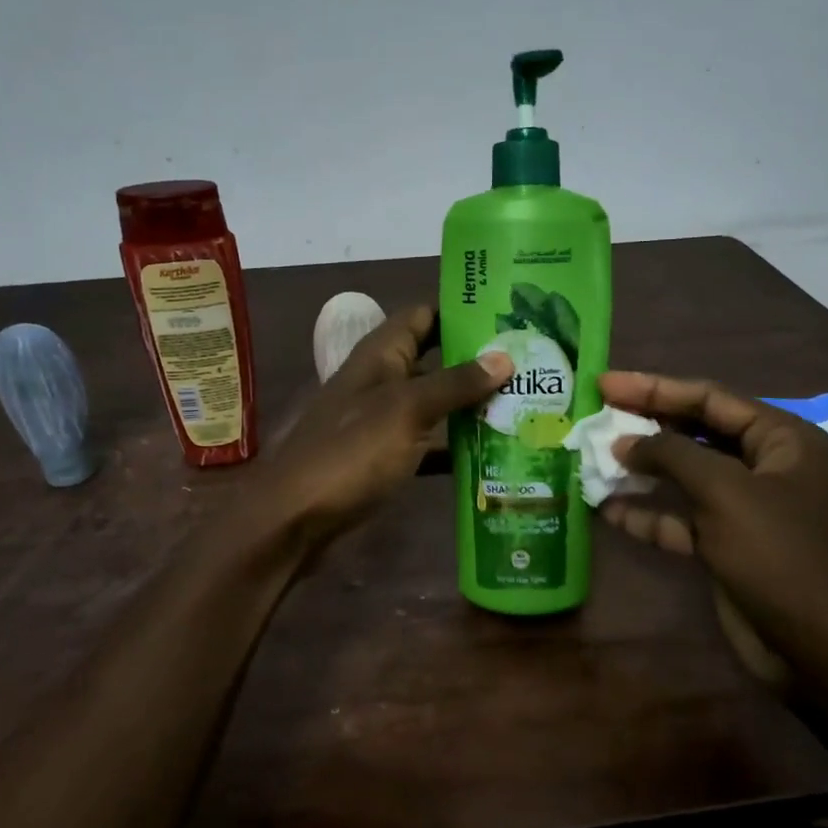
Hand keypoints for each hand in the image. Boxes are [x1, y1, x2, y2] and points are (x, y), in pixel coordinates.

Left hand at [259, 306, 510, 552]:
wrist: (295, 519)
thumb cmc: (350, 453)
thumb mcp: (406, 410)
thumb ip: (454, 383)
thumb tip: (504, 356)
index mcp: (381, 355)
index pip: (424, 314)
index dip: (462, 309)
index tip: (511, 313)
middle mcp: (382, 381)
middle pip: (435, 359)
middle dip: (478, 360)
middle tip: (532, 362)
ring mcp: (383, 422)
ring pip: (435, 403)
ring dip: (472, 405)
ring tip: (527, 404)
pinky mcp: (385, 459)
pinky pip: (428, 444)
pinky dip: (456, 447)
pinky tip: (495, 455)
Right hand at [597, 370, 827, 680]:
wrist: (818, 651)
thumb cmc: (780, 556)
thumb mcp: (725, 493)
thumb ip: (672, 455)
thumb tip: (625, 441)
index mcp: (781, 440)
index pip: (709, 399)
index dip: (654, 388)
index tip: (605, 383)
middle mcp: (764, 466)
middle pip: (695, 433)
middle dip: (645, 426)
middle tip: (595, 416)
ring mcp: (744, 508)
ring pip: (684, 477)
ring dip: (641, 471)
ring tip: (593, 460)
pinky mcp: (726, 545)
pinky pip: (681, 518)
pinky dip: (648, 514)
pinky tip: (608, 510)